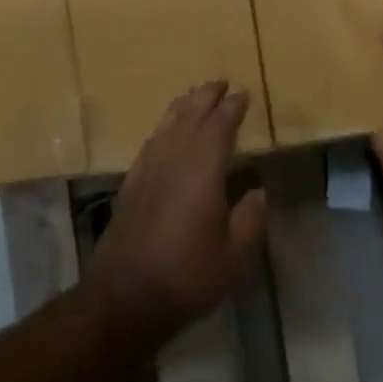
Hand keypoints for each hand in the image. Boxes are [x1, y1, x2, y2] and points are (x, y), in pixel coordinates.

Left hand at [92, 81, 267, 337]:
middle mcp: (172, 162)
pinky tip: (164, 133)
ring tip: (194, 95)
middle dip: (206, 98)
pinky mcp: (130, 187)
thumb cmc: (187, 277)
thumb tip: (257, 191)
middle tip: (220, 83)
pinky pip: (149, 144)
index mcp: (201, 172)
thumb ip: (250, 219)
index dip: (232, 109)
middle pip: (189, 118)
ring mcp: (147, 172)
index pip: (219, 128)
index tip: (243, 94)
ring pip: (166, 127)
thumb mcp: (235, 257)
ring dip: (182, 107)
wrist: (125, 298)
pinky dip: (162, 129)